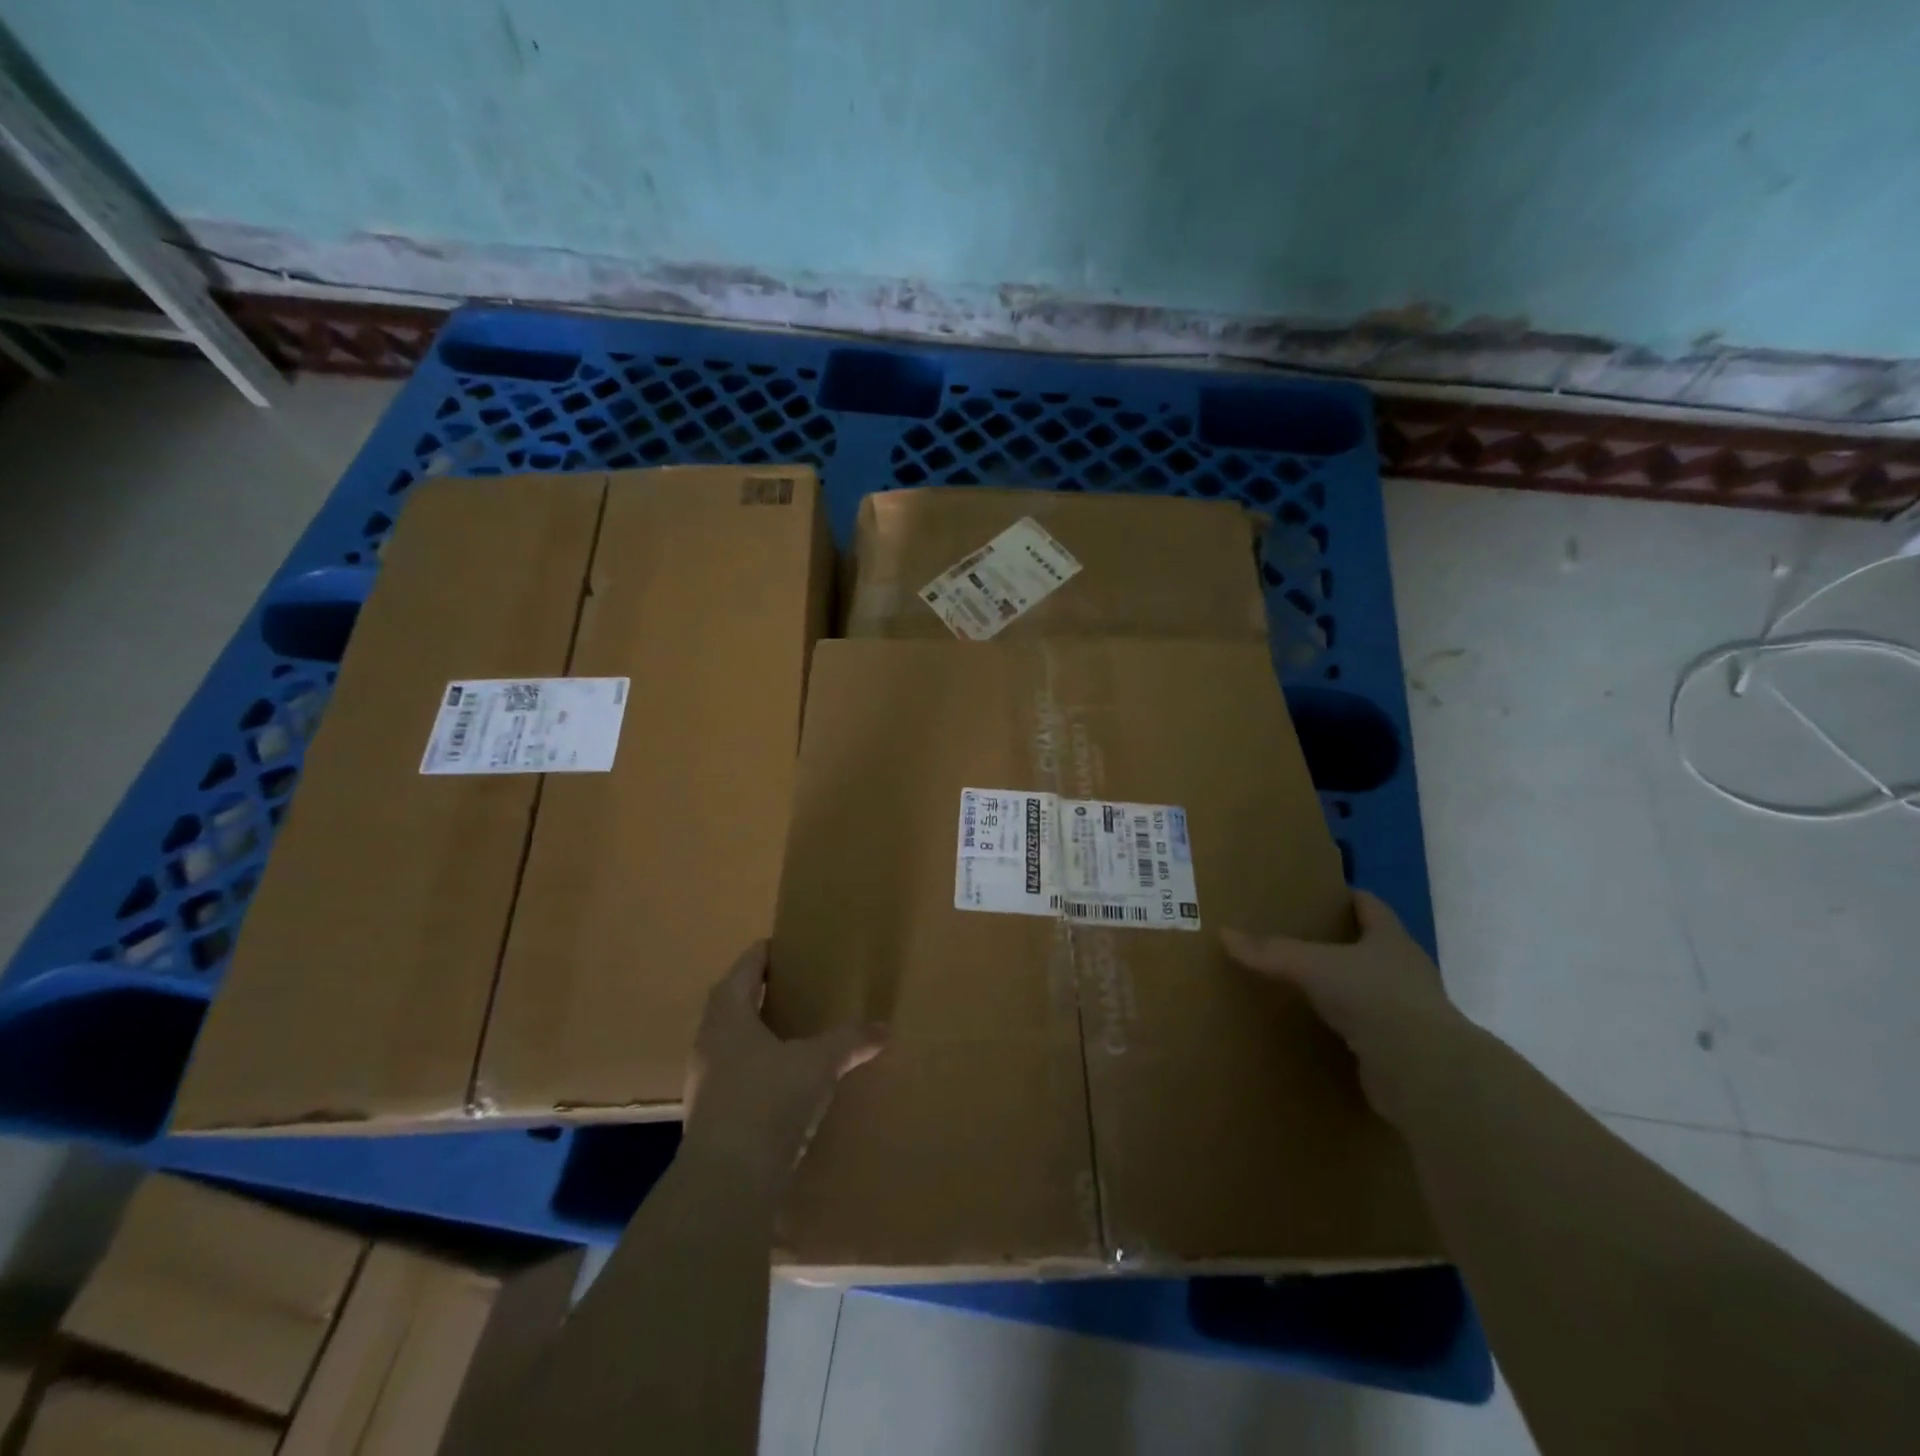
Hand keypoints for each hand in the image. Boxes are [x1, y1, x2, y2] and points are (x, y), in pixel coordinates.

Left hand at [681, 942, 883, 1188]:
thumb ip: (850, 1041)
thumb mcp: (818, 1064)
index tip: (790, 946)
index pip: (747, 966)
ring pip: (732, 1039)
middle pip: (734, 1000)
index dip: (767, 953)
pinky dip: (757, 1066)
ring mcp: (703, 1078)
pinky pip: (734, 1073)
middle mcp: (708, 1038)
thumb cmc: (768, 1100)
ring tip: (794, 1031)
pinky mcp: (709, 1112)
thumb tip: (884, 1027)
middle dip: (762, 991)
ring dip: (758, 1031)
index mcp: (728, 1012)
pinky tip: (784, 1079)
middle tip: (798, 986)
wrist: (726, 1181)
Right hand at [1222, 892, 1472, 1127]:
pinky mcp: (1403, 1049)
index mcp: (1391, 941)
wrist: (1423, 1070)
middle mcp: (1406, 971)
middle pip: (1375, 948)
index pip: (1372, 908)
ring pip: (1373, 989)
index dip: (1351, 898)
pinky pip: (1370, 1029)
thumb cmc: (1373, 997)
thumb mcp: (1312, 966)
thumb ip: (1271, 952)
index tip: (1325, 894)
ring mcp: (1409, 1012)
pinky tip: (1323, 1028)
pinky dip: (1349, 1026)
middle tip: (1304, 937)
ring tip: (1308, 983)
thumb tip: (1224, 934)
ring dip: (1347, 987)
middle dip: (1344, 942)